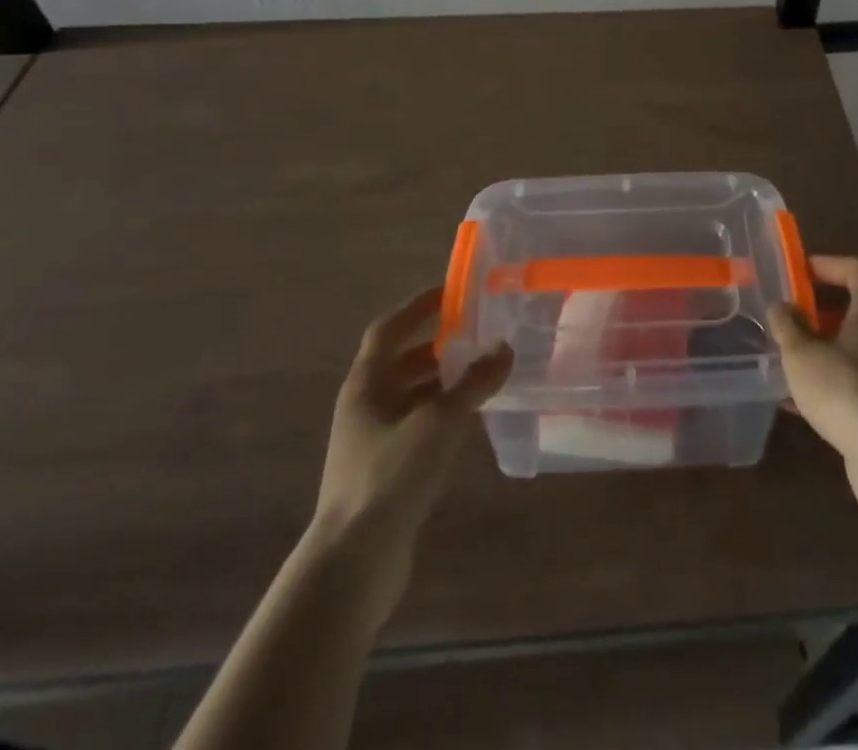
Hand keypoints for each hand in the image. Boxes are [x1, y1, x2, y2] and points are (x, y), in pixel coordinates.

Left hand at [313, 287, 511, 609]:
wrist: (353, 563)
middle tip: (475, 334)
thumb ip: (474, 383)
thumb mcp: (438, 422)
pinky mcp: (384, 472)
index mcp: (366, 384)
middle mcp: (364, 406)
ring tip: (481, 374)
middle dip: (436, 346)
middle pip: (399, 362)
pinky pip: (416, 427)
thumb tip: (505, 348)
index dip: (417, 307)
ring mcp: (372, 441)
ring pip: (410, 396)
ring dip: (441, 382)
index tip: (451, 293)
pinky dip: (441, 415)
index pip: (388, 329)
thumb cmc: (389, 476)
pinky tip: (469, 421)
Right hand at [768, 255, 857, 524]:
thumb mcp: (801, 354)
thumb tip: (780, 306)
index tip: (801, 272)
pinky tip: (802, 400)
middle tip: (796, 313)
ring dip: (829, 346)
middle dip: (826, 308)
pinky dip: (835, 380)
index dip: (829, 264)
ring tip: (794, 356)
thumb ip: (787, 326)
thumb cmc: (846, 390)